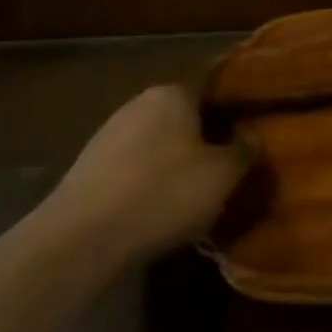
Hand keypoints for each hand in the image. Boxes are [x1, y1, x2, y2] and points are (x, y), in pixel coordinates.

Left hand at [44, 86, 251, 263]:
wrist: (79, 238)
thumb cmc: (162, 194)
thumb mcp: (221, 175)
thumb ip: (243, 151)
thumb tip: (252, 136)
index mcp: (173, 93)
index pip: (213, 92)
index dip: (232, 117)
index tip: (246, 143)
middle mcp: (138, 103)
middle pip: (184, 119)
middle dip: (203, 143)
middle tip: (223, 176)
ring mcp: (108, 134)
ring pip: (157, 145)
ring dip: (174, 166)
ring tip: (192, 201)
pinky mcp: (88, 167)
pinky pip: (132, 169)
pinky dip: (147, 185)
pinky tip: (155, 213)